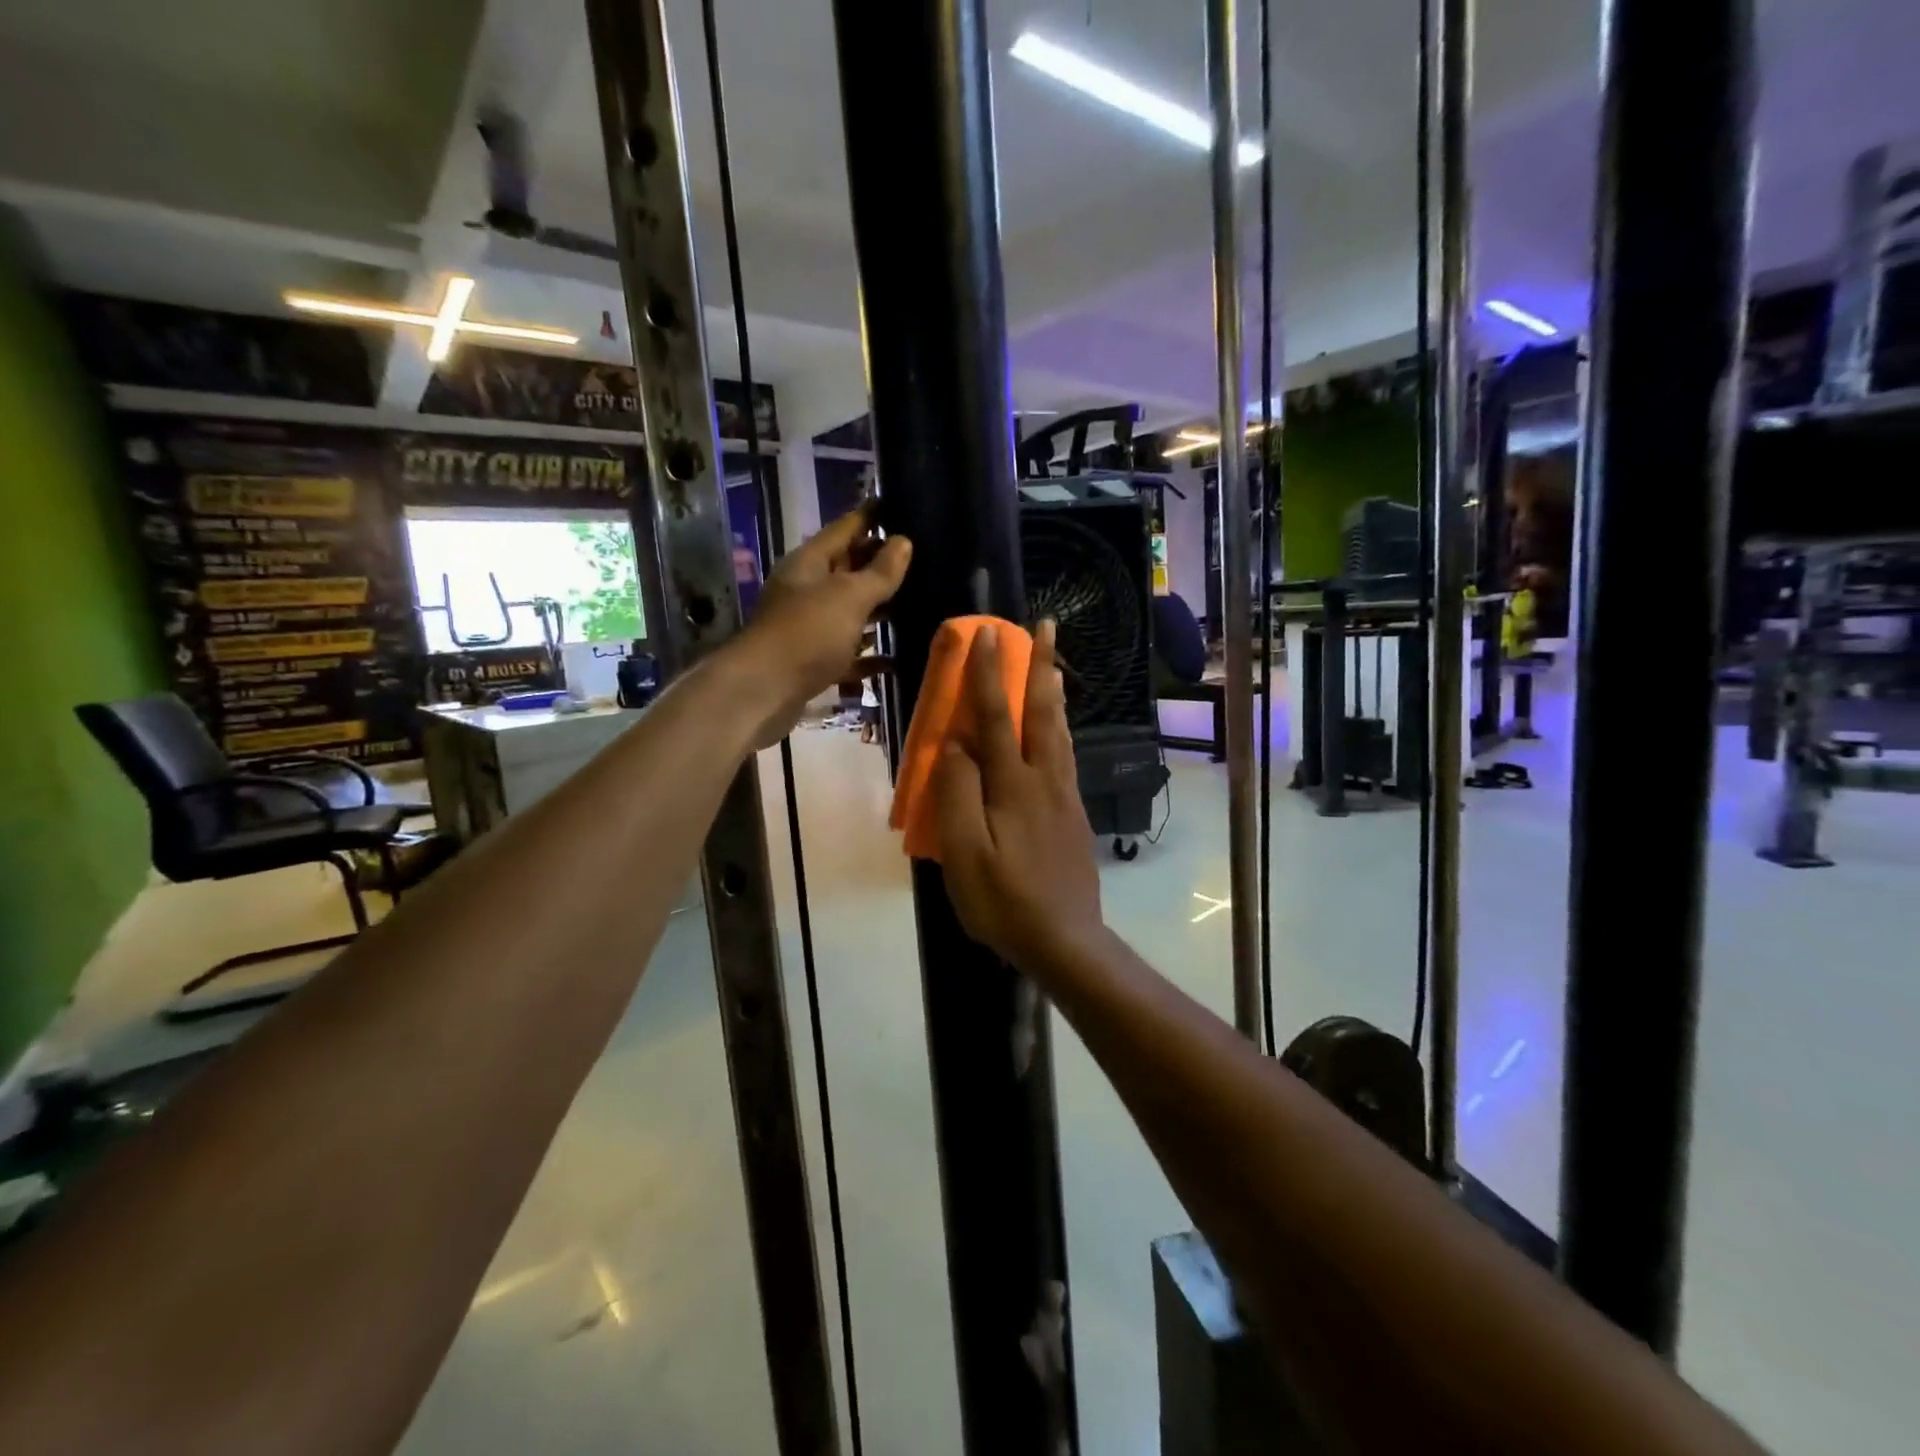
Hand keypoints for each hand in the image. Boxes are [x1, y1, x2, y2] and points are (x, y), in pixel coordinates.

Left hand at [734, 507, 910, 746]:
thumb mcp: (850, 596)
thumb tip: (904, 541)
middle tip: (922, 560)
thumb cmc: (808, 633)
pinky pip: (847, 653)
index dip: (872, 517)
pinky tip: (895, 660)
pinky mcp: (812, 663)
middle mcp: (806, 590)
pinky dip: (868, 656)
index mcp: (810, 563)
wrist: (763, 691)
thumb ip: (880, 572)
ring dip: (878, 612)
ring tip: (917, 606)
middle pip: (848, 571)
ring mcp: (808, 628)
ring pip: (849, 613)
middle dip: (880, 566)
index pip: (845, 529)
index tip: (901, 505)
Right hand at [933, 621, 1104, 970]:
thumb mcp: (965, 852)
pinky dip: (1061, 727)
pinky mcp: (1073, 815)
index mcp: (1014, 785)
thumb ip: (958, 792)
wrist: (1065, 941)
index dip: (989, 674)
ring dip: (1054, 692)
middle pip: (1043, 712)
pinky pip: (1065, 755)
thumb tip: (956, 742)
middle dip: (1042, 665)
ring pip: (1060, 731)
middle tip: (1047, 626)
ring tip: (1055, 665)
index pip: (998, 716)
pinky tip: (1058, 730)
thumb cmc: (1004, 900)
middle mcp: (1045, 779)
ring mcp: (1064, 796)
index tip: (986, 633)